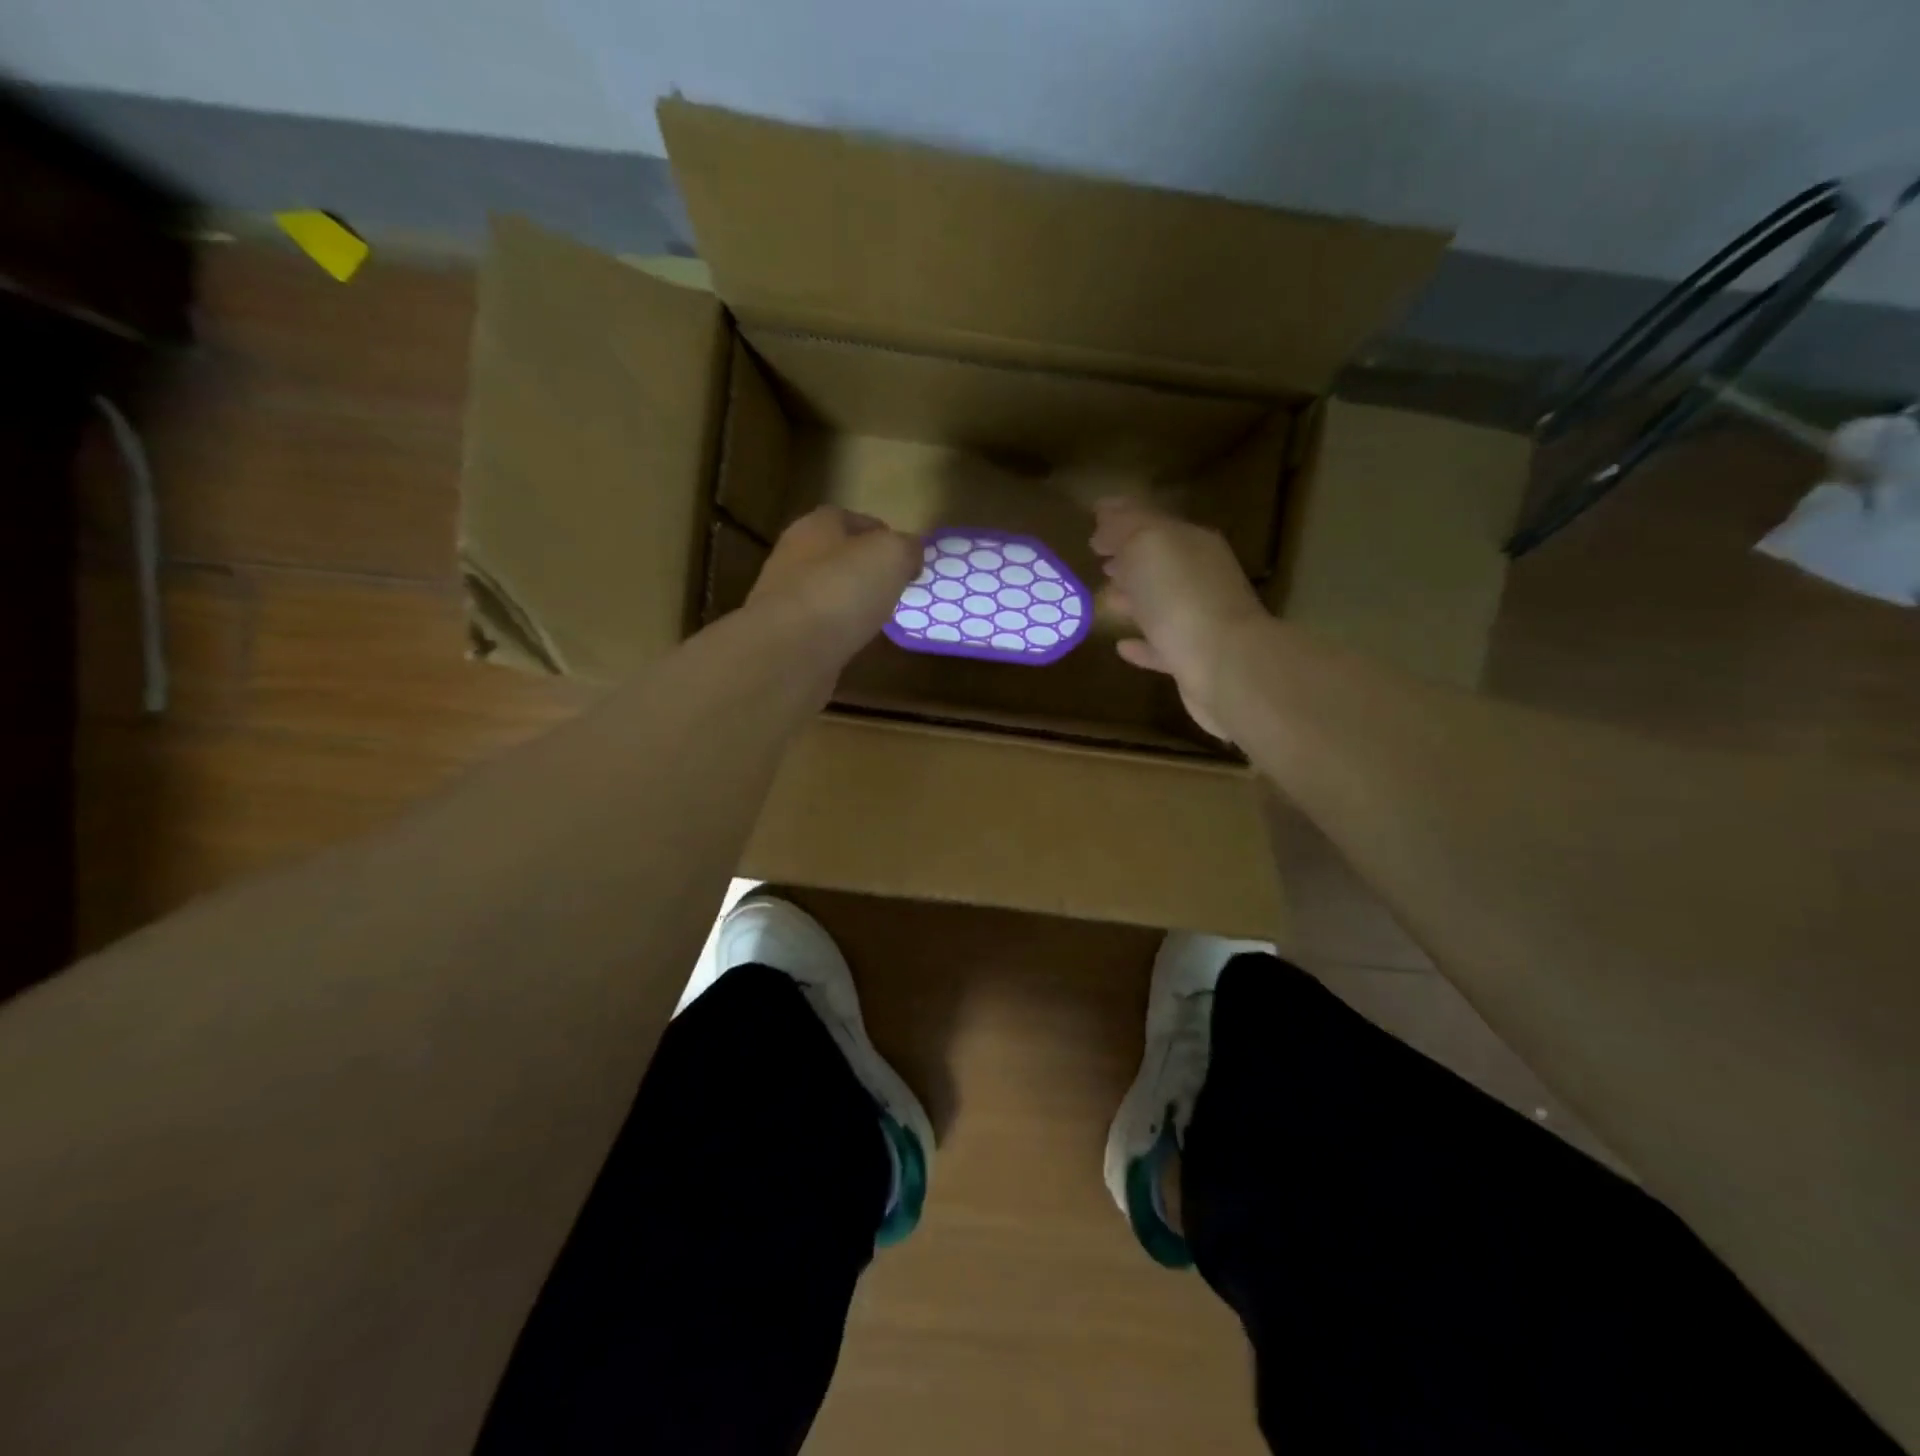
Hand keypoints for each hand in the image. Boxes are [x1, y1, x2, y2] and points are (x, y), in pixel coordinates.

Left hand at [747, 505, 919, 663]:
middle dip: (865, 570)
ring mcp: (784, 599)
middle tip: (896, 589)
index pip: (852, 519)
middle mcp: (793, 557)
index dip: (882, 534)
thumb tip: (911, 552)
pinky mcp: (784, 637)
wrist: (789, 653)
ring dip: (851, 603)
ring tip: (881, 619)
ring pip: (827, 593)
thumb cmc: (841, 590)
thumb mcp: (891, 555)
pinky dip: (839, 634)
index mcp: (815, 526)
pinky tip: (857, 645)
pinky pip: (821, 629)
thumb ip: (906, 548)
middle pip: (837, 556)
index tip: (906, 557)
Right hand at [1091, 497, 1266, 739]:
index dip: (1121, 521)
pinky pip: (1161, 646)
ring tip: (1104, 599)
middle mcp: (1201, 577)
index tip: (1092, 524)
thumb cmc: (1181, 596)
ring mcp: (1199, 620)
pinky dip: (1142, 643)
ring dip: (1133, 599)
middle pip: (1159, 562)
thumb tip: (1105, 516)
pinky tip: (1121, 646)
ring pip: (1160, 603)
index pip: (1152, 522)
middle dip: (1128, 558)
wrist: (1224, 665)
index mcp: (1192, 543)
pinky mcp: (1192, 661)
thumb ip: (1126, 527)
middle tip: (1097, 560)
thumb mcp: (1147, 545)